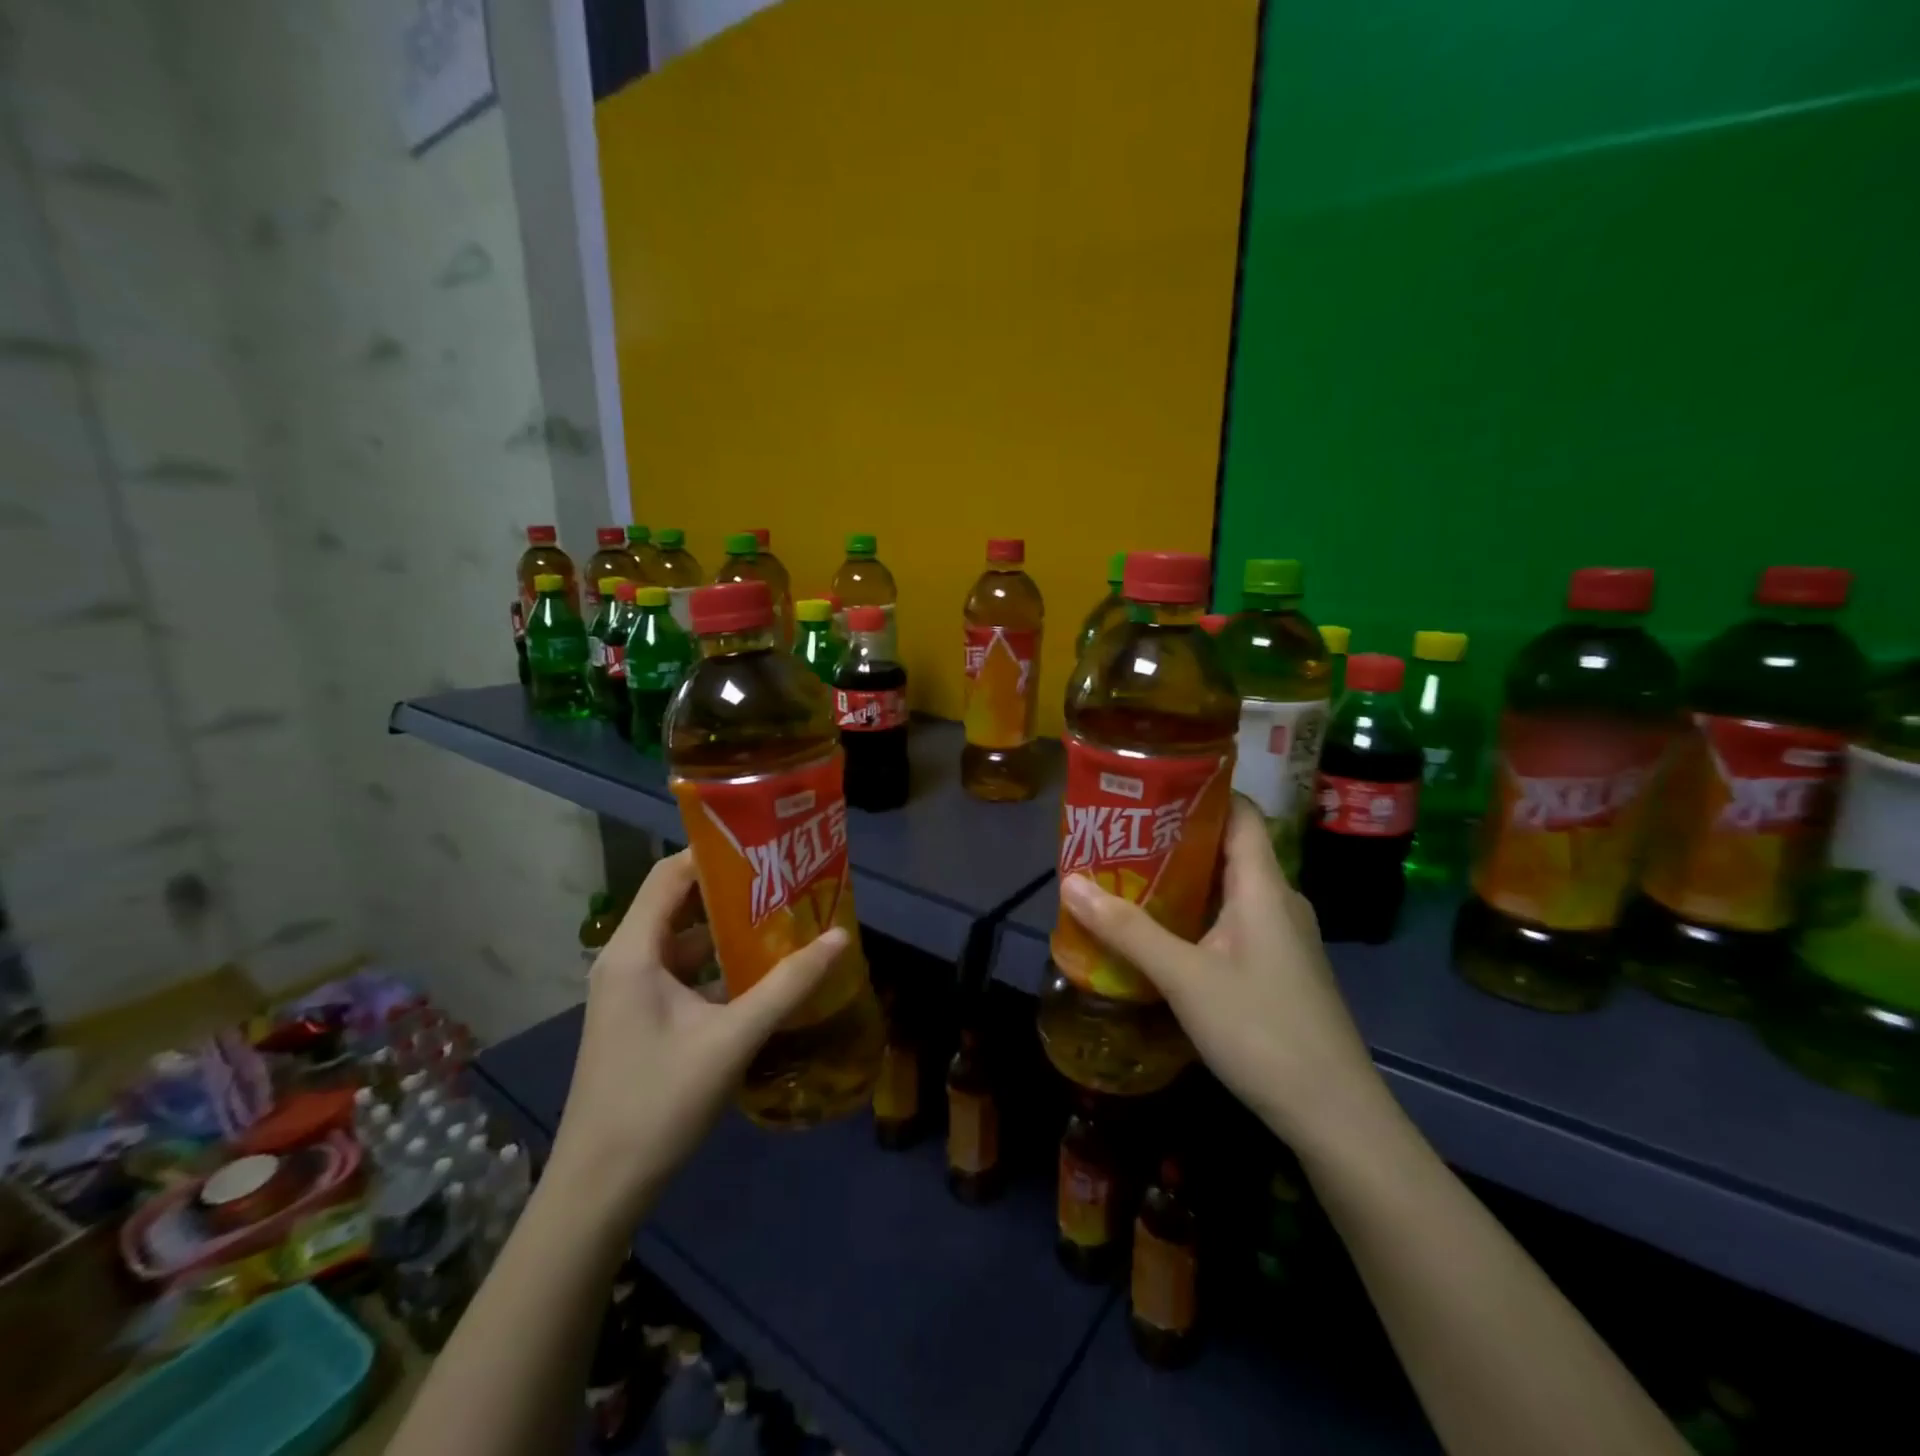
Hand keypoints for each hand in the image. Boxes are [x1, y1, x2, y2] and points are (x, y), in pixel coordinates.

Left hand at [548, 852, 846, 1217]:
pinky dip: (716, 964)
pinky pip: (680, 973)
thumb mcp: (732, 1039)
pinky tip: (759, 973)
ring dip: (728, 930)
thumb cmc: (658, 1102)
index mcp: (634, 952)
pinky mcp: (639, 1019)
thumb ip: (788, 986)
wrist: (598, 1190)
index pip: (671, 874)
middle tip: (785, 880)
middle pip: (678, 903)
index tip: (766, 846)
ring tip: (783, 919)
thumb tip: (840, 937)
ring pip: (682, 941)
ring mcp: (629, 993)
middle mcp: (626, 961)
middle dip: (731, 889)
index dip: (715, 853)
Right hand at [1059, 797, 1388, 1152]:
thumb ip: (1127, 930)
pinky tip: (1160, 931)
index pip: (1240, 811)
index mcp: (1263, 885)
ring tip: (1127, 874)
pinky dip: (1195, 913)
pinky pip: (1232, 920)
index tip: (1149, 786)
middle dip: (1174, 836)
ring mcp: (1281, 936)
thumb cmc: (1261, 1030)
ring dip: (1181, 878)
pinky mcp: (1277, 967)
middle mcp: (1277, 899)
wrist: (1334, 1115)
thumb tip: (1070, 882)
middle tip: (1120, 833)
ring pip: (1227, 887)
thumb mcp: (1184, 977)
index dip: (1200, 791)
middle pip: (1227, 847)